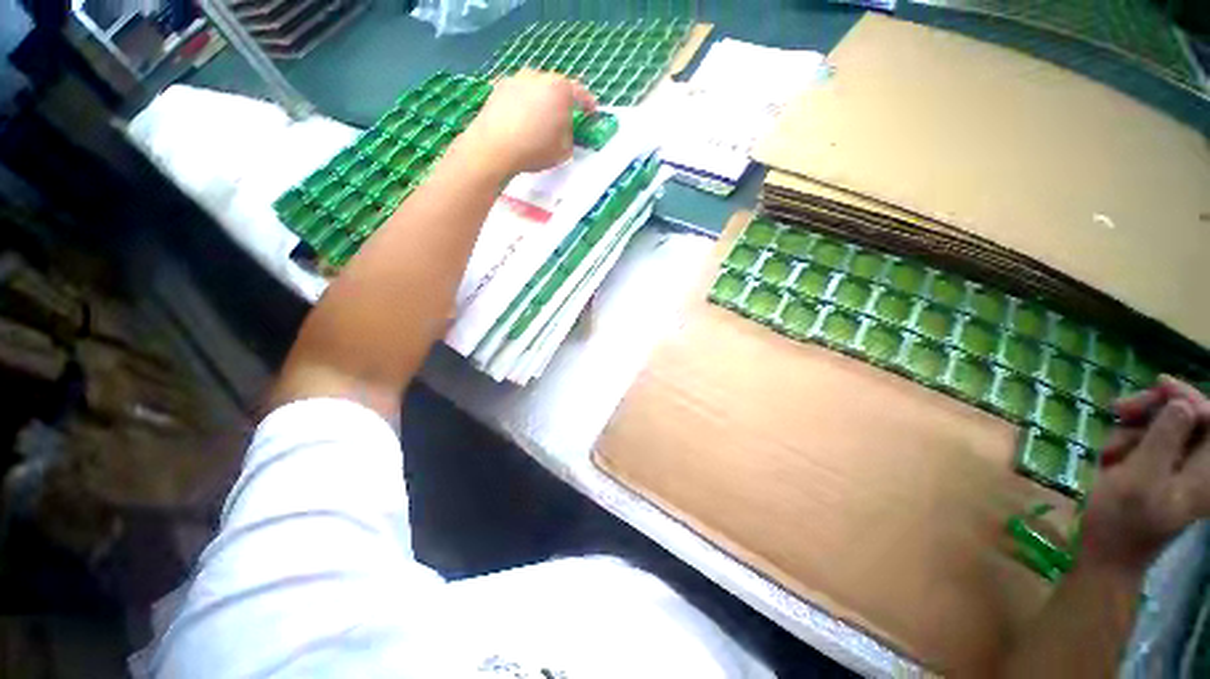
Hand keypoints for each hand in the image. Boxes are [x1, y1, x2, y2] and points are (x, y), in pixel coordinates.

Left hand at [459, 69, 596, 177]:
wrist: (494, 147)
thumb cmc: (535, 149)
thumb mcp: (564, 150)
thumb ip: (569, 135)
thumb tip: (564, 129)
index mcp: (560, 89)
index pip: (580, 94)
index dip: (588, 104)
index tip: (592, 112)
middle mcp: (539, 76)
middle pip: (556, 87)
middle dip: (561, 102)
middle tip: (564, 118)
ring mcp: (517, 79)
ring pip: (536, 89)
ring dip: (541, 102)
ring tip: (540, 121)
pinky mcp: (499, 87)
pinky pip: (519, 95)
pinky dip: (523, 105)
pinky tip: (521, 122)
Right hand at [1080, 376, 1209, 573]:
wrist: (1106, 553)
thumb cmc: (1122, 519)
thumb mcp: (1140, 478)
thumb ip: (1164, 439)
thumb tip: (1181, 403)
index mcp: (1207, 473)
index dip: (1188, 397)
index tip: (1158, 385)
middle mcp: (1201, 468)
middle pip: (1188, 418)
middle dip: (1155, 409)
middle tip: (1120, 410)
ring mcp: (1181, 470)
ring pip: (1164, 427)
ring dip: (1134, 429)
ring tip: (1109, 449)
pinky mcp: (1162, 470)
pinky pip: (1149, 440)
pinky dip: (1128, 441)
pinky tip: (1111, 456)